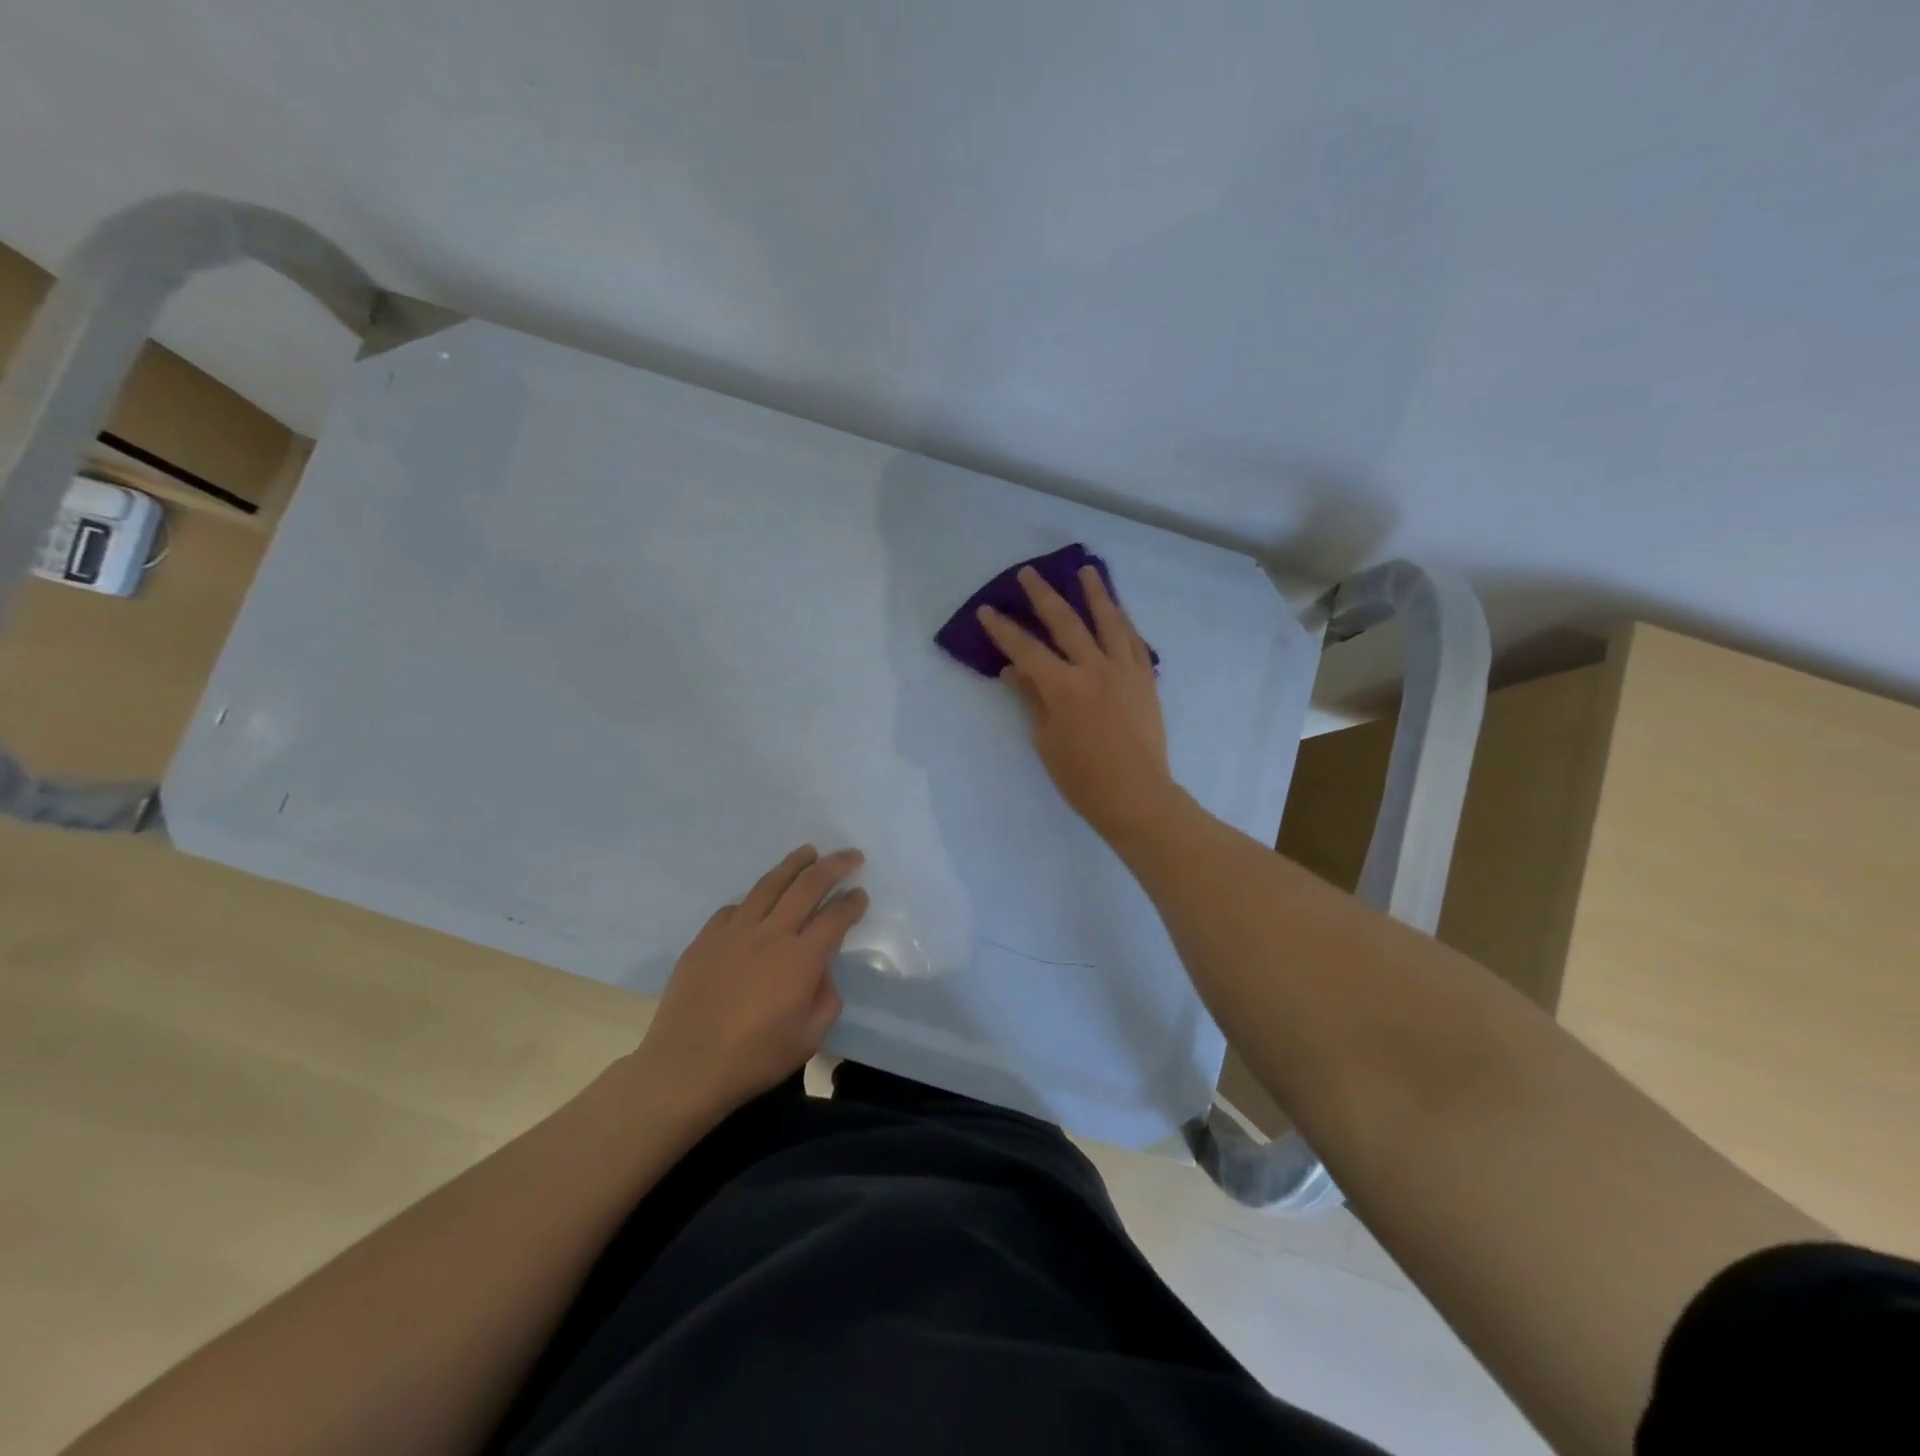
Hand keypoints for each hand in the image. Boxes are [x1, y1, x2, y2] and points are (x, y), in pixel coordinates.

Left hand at [635, 845, 866, 1119]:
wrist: (686, 1067)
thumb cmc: (754, 1058)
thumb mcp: (809, 1037)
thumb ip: (826, 998)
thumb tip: (820, 973)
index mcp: (801, 958)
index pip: (835, 917)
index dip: (852, 904)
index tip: (860, 895)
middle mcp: (771, 933)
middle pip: (808, 885)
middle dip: (834, 866)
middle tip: (850, 856)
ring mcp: (734, 931)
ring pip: (769, 884)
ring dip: (793, 864)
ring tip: (808, 852)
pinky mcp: (706, 938)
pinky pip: (735, 908)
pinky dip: (754, 899)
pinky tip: (758, 901)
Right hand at [977, 564, 1177, 840]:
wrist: (1137, 795)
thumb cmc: (1083, 778)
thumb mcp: (1047, 740)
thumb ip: (1032, 699)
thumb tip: (1013, 670)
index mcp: (1064, 687)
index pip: (1027, 650)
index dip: (1004, 630)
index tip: (987, 610)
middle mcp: (1095, 669)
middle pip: (1066, 623)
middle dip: (1043, 596)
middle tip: (1029, 573)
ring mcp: (1125, 671)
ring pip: (1109, 621)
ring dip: (1095, 593)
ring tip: (1086, 570)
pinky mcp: (1145, 680)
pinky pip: (1135, 641)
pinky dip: (1123, 622)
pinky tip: (1118, 611)